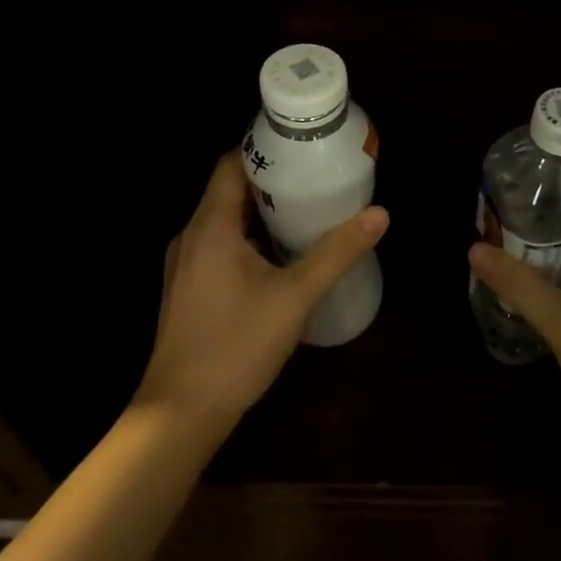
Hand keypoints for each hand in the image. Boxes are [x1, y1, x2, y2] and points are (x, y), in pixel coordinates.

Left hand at [137, 150, 387, 433]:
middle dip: (272, 181)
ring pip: (226, 220)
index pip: (231, 164)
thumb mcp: (296, 296)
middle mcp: (192, 236)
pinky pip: (221, 244)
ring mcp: (186, 264)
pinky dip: (250, 237)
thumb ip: (337, 252)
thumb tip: (379, 214)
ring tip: (306, 209)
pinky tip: (281, 255)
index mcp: (211, 226)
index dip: (264, 149)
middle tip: (316, 177)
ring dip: (262, 211)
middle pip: (230, 190)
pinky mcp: (189, 288)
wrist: (181, 414)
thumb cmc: (236, 345)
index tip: (302, 146)